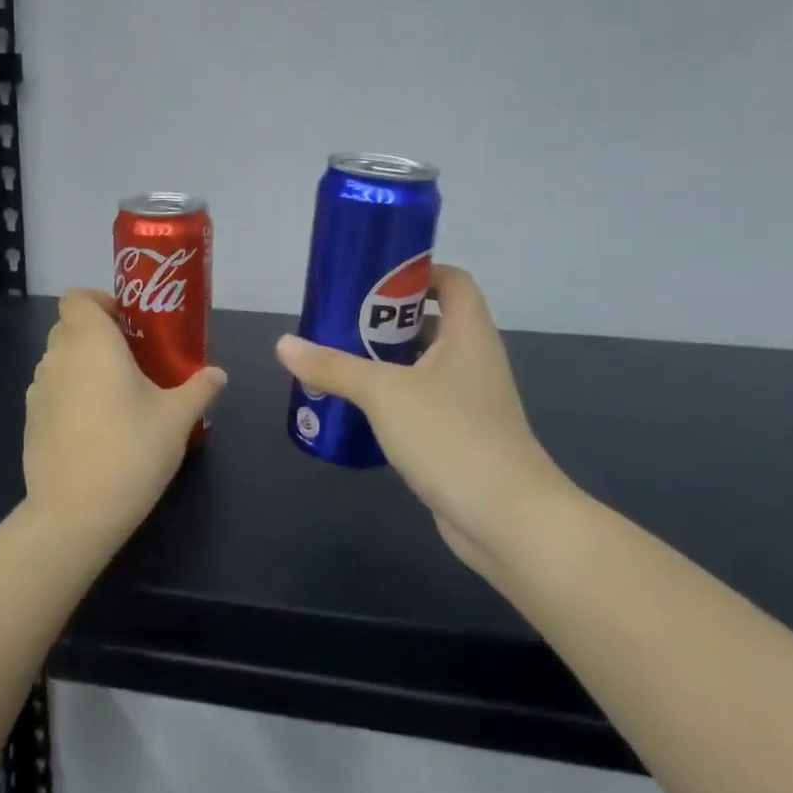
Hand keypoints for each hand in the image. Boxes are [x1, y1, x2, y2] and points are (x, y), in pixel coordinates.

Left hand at [23, 289, 227, 548]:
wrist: (73, 515)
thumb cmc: (130, 452)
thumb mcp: (176, 419)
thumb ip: (199, 389)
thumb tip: (218, 374)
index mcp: (92, 343)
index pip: (77, 297)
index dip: (100, 301)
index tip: (128, 322)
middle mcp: (58, 357)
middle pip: (69, 326)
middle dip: (97, 333)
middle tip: (132, 356)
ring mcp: (38, 390)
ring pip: (59, 358)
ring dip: (83, 363)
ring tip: (116, 392)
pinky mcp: (29, 420)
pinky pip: (51, 389)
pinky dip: (70, 392)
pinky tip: (94, 425)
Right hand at [275, 265, 574, 576]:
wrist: (509, 521)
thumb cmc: (451, 436)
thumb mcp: (384, 393)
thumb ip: (333, 366)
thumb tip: (284, 344)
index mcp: (467, 334)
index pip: (452, 281)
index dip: (417, 271)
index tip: (371, 278)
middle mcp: (472, 359)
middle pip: (430, 320)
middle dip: (384, 318)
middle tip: (338, 318)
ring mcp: (468, 400)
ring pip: (422, 364)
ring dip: (383, 359)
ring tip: (335, 357)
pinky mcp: (459, 435)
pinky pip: (420, 400)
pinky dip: (391, 397)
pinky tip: (355, 406)